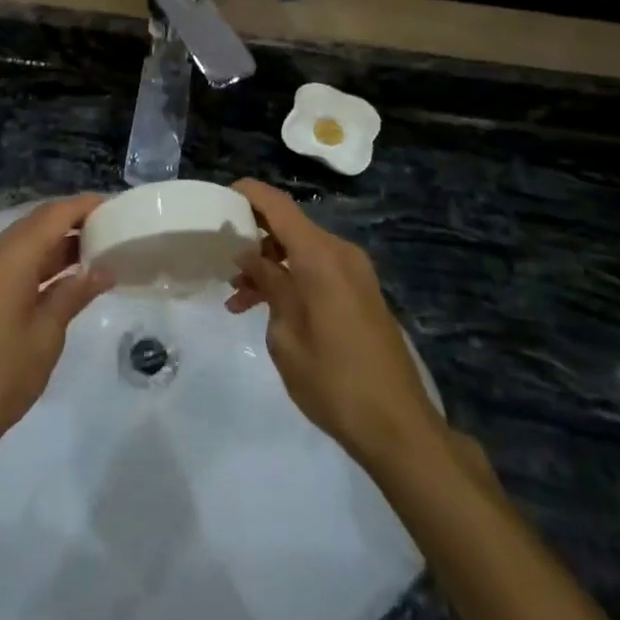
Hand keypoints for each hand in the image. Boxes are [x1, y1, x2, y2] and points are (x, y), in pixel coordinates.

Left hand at [0, 196, 112, 461]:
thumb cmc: (1, 373)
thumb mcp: (47, 332)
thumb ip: (75, 293)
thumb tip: (103, 269)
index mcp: (9, 255)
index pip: (55, 214)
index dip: (86, 206)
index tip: (117, 206)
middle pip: (38, 222)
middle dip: (74, 222)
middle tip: (112, 229)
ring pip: (26, 242)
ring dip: (58, 243)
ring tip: (98, 251)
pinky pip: (14, 261)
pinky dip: (41, 262)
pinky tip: (67, 278)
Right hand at [227, 180, 442, 467]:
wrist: (398, 426)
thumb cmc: (333, 380)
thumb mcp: (286, 334)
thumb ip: (268, 284)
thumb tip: (251, 255)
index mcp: (320, 256)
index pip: (279, 205)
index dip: (250, 194)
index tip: (221, 197)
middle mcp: (340, 253)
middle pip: (290, 227)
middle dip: (255, 239)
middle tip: (222, 261)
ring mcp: (354, 272)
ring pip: (302, 251)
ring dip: (271, 266)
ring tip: (237, 298)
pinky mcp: (360, 293)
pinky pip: (318, 270)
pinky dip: (292, 279)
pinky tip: (268, 309)